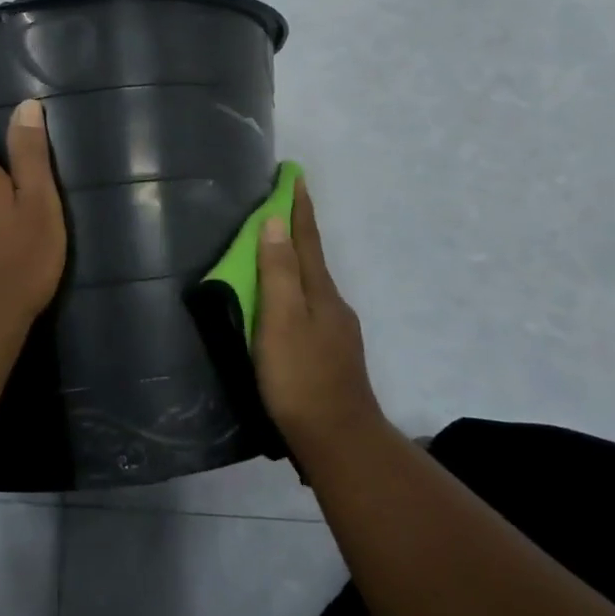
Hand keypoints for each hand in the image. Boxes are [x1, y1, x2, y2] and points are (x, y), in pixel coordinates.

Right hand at [255, 180, 384, 452]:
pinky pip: (310, 306)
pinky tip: (288, 304)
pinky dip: (296, 290)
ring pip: (312, 284)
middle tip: (280, 204)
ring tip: (276, 250)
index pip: (306, 239)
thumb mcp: (282, 320)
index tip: (295, 176)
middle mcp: (333, 304)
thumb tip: (275, 221)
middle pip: (311, 258)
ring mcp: (336, 331)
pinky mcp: (331, 354)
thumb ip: (277, 272)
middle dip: (297, 229)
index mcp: (320, 292)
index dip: (298, 208)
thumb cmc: (301, 377)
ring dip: (295, 261)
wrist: (339, 440)